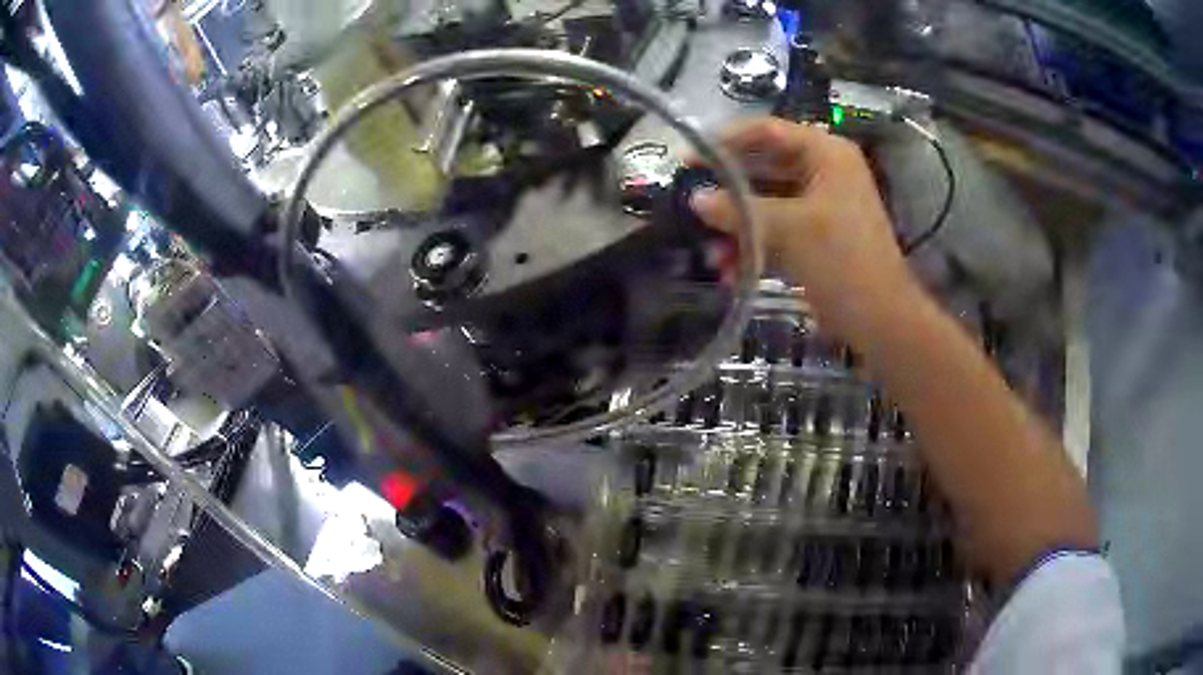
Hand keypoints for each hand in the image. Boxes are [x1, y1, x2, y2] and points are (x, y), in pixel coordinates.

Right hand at [689, 117, 918, 342]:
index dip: (725, 141)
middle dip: (728, 191)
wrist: (880, 319)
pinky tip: (730, 270)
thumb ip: (740, 210)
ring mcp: (819, 206)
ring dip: (738, 226)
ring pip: (766, 203)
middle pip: (763, 167)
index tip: (688, 159)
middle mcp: (822, 172)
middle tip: (688, 198)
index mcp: (826, 154)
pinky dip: (753, 245)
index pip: (767, 131)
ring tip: (711, 252)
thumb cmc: (843, 260)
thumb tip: (696, 199)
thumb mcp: (789, 229)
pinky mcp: (814, 237)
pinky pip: (775, 230)